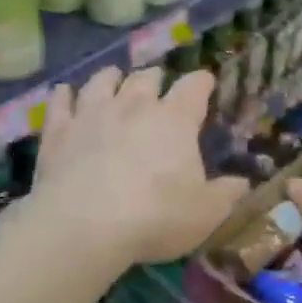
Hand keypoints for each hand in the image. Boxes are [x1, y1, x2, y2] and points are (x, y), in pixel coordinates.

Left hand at [34, 66, 249, 266]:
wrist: (84, 225)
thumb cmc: (156, 216)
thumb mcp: (206, 213)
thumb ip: (226, 194)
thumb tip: (243, 182)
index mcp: (175, 119)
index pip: (194, 87)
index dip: (201, 82)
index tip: (205, 83)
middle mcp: (134, 105)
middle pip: (146, 77)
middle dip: (155, 78)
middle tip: (157, 86)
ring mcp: (92, 113)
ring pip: (103, 80)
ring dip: (112, 78)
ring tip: (114, 79)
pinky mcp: (58, 130)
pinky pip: (61, 101)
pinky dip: (65, 95)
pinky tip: (65, 93)